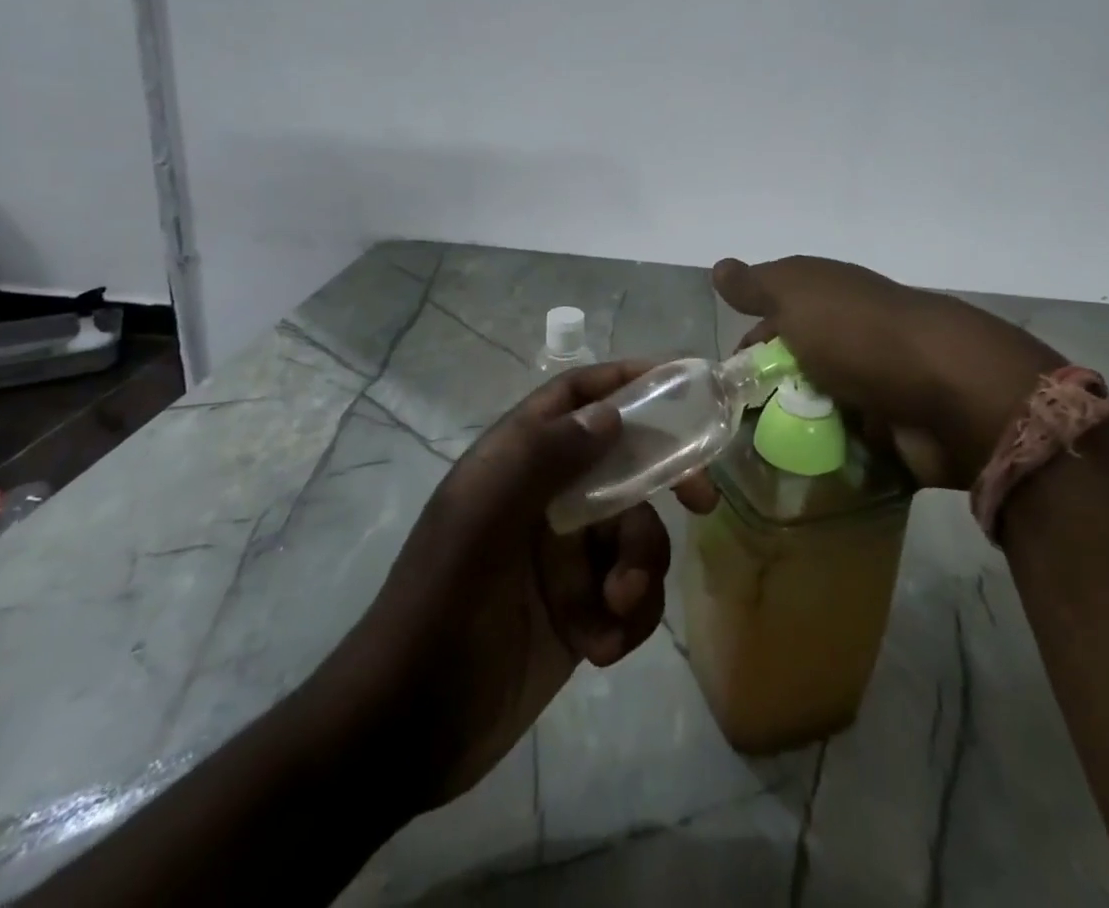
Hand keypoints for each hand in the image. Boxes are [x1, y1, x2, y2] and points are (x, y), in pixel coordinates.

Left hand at [317, 361, 669, 813]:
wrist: (407, 726)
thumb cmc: (440, 604)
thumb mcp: (483, 519)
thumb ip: (543, 457)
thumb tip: (610, 413)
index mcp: (515, 463)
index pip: (574, 399)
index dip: (624, 381)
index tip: (679, 382)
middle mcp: (545, 499)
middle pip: (623, 465)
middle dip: (662, 481)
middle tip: (702, 500)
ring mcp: (564, 557)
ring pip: (635, 534)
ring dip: (640, 567)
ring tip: (617, 606)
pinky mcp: (579, 611)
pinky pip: (630, 594)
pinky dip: (630, 617)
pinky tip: (601, 648)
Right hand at [710, 256, 1065, 490]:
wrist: (950, 392)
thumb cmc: (859, 334)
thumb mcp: (797, 295)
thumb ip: (757, 285)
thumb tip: (719, 267)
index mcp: (830, 300)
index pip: (775, 321)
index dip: (748, 348)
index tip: (725, 384)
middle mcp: (852, 339)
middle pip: (796, 370)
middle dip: (767, 398)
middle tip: (735, 433)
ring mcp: (876, 387)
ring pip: (819, 413)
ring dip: (794, 434)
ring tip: (760, 466)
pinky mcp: (894, 433)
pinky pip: (848, 450)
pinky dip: (827, 462)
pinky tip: (799, 480)